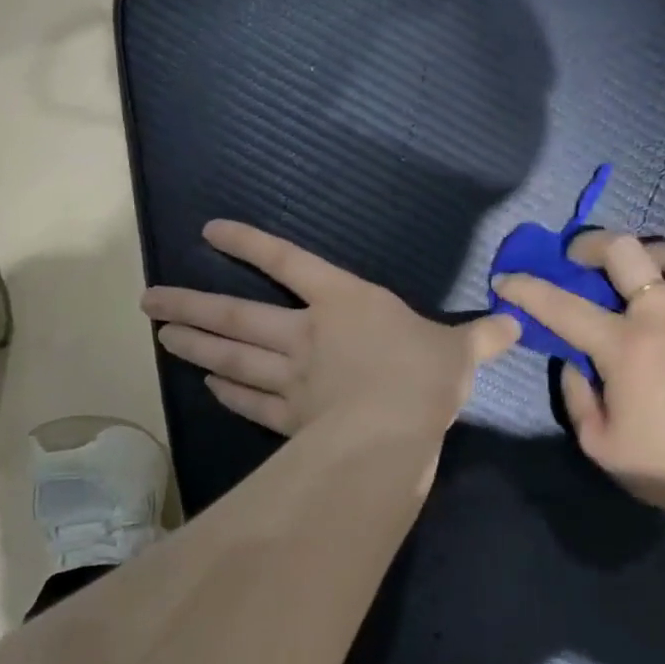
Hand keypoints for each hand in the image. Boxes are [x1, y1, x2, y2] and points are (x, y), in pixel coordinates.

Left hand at [141, 221, 519, 440]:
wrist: (395, 430)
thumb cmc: (423, 375)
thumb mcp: (460, 351)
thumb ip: (481, 336)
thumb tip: (514, 323)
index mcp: (344, 303)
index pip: (289, 263)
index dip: (250, 245)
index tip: (210, 233)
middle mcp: (307, 334)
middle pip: (238, 316)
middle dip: (192, 306)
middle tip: (150, 301)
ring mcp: (292, 378)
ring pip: (232, 357)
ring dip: (195, 346)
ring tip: (161, 337)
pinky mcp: (290, 418)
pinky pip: (250, 401)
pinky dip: (228, 392)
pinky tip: (209, 386)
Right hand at [496, 232, 664, 517]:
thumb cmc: (659, 466)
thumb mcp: (596, 441)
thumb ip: (575, 392)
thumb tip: (573, 358)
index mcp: (625, 348)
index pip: (563, 305)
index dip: (527, 288)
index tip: (506, 279)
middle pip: (626, 250)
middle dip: (591, 245)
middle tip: (580, 260)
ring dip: (651, 254)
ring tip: (640, 271)